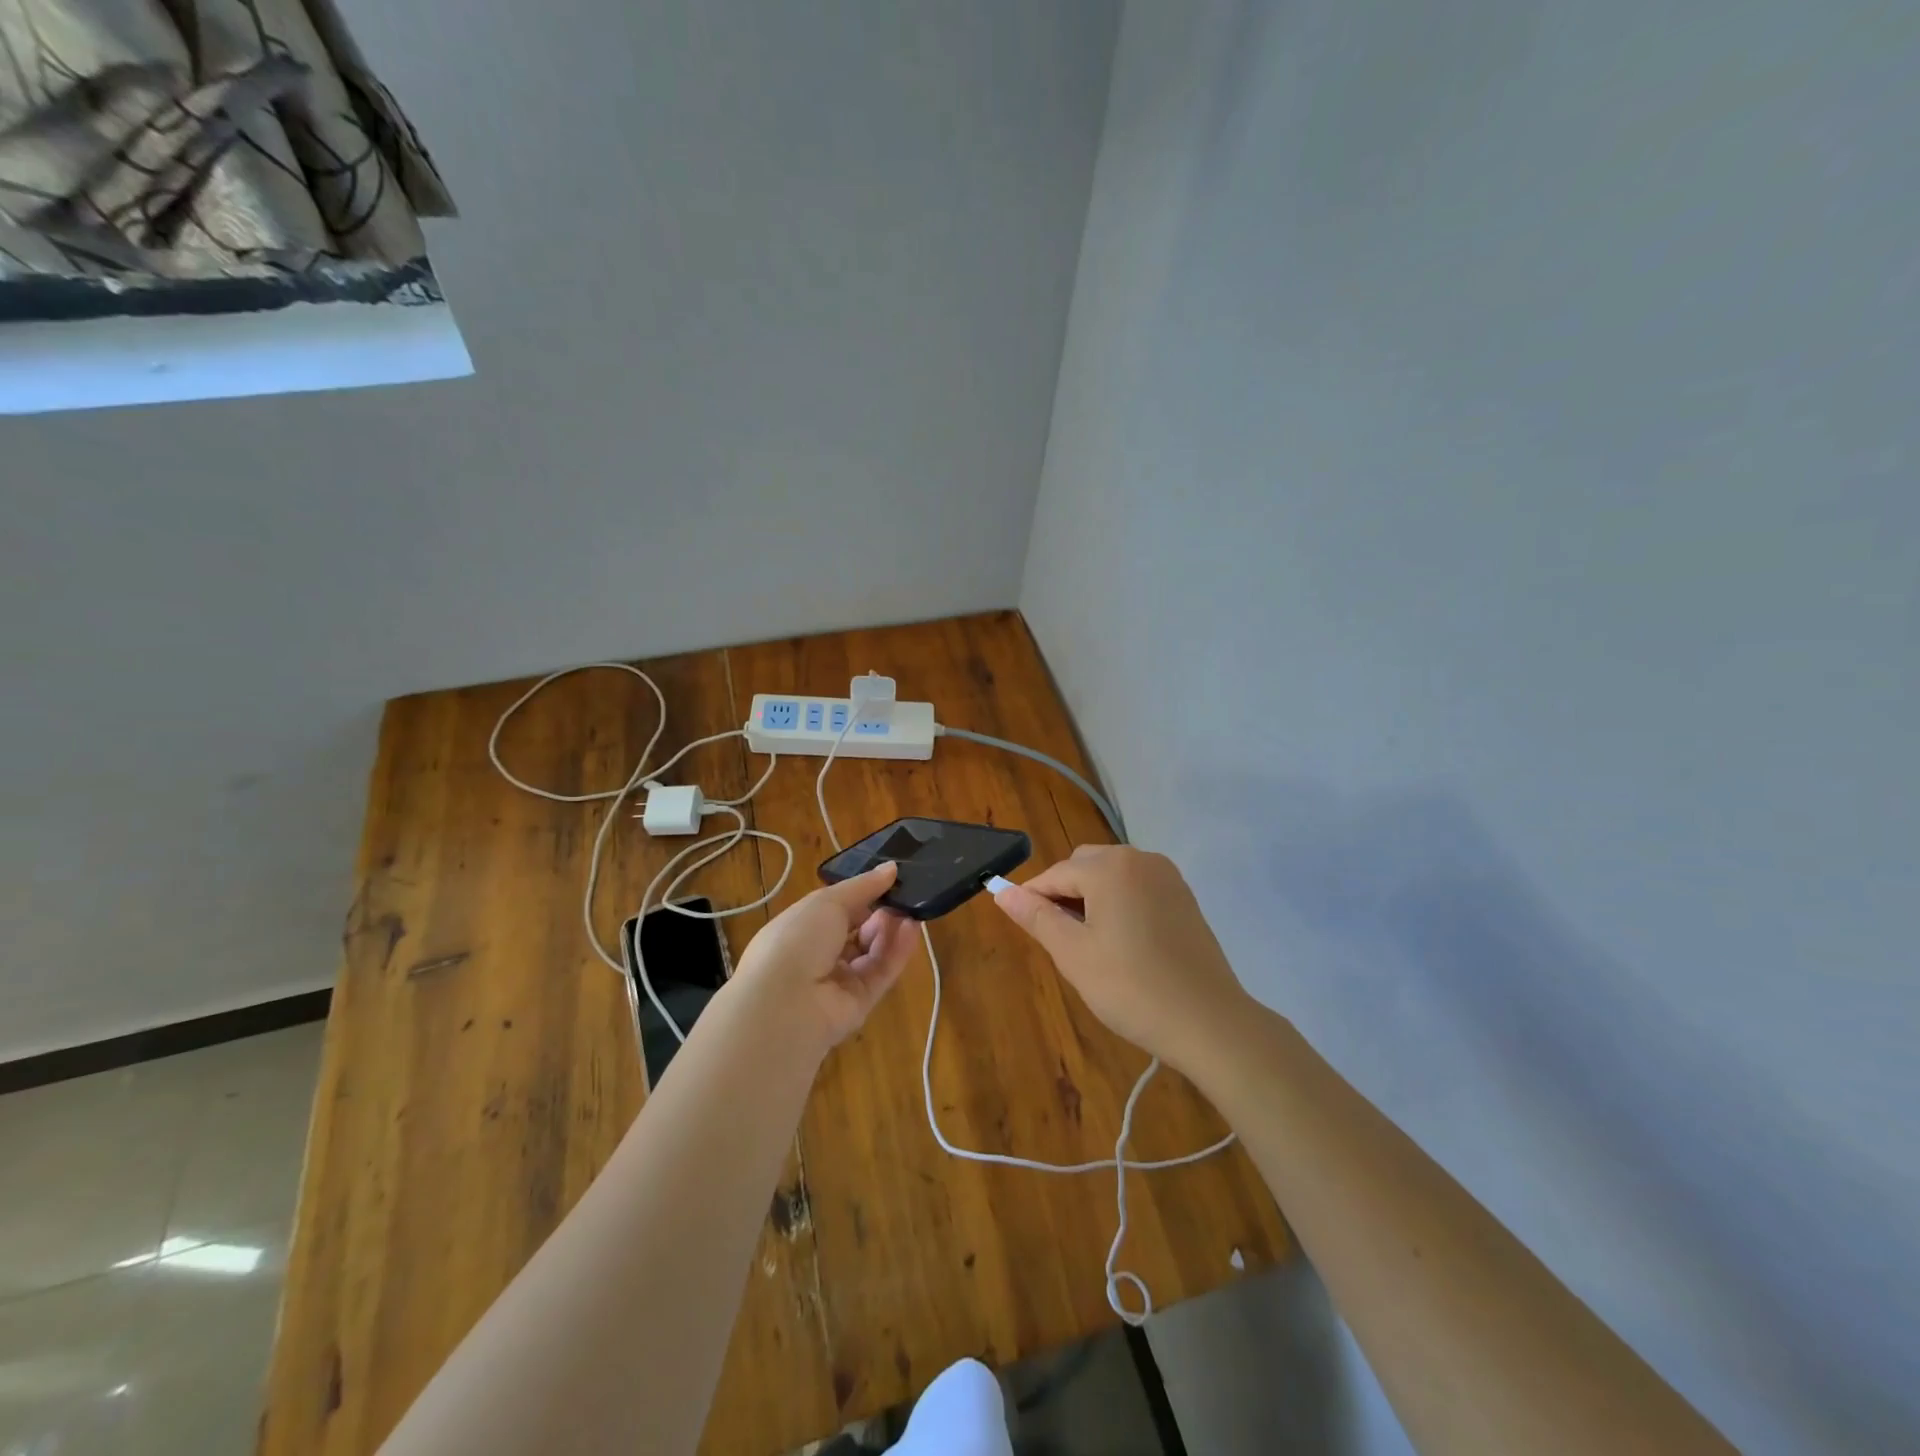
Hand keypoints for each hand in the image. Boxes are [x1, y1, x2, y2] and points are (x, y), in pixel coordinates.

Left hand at [732, 862, 917, 1052]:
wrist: (785, 1003)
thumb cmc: (798, 939)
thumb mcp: (827, 901)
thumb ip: (863, 886)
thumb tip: (891, 868)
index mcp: (802, 928)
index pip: (837, 909)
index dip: (862, 894)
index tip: (890, 879)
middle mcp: (819, 955)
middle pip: (858, 931)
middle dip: (880, 912)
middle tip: (903, 896)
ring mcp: (839, 981)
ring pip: (872, 952)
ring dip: (891, 930)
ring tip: (911, 910)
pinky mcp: (860, 1003)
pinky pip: (881, 973)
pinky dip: (897, 951)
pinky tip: (912, 929)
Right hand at [992, 845, 1250, 1072]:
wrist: (1209, 1022)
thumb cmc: (1132, 988)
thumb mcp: (1073, 954)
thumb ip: (1037, 917)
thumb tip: (1003, 892)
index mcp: (1111, 868)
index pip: (1055, 874)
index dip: (1031, 898)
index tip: (1018, 924)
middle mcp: (1140, 859)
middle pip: (1084, 866)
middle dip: (1064, 894)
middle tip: (1058, 940)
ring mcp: (1167, 877)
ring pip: (1111, 875)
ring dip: (1091, 898)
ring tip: (1089, 944)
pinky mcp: (1184, 897)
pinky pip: (1137, 887)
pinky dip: (1119, 903)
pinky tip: (1122, 943)